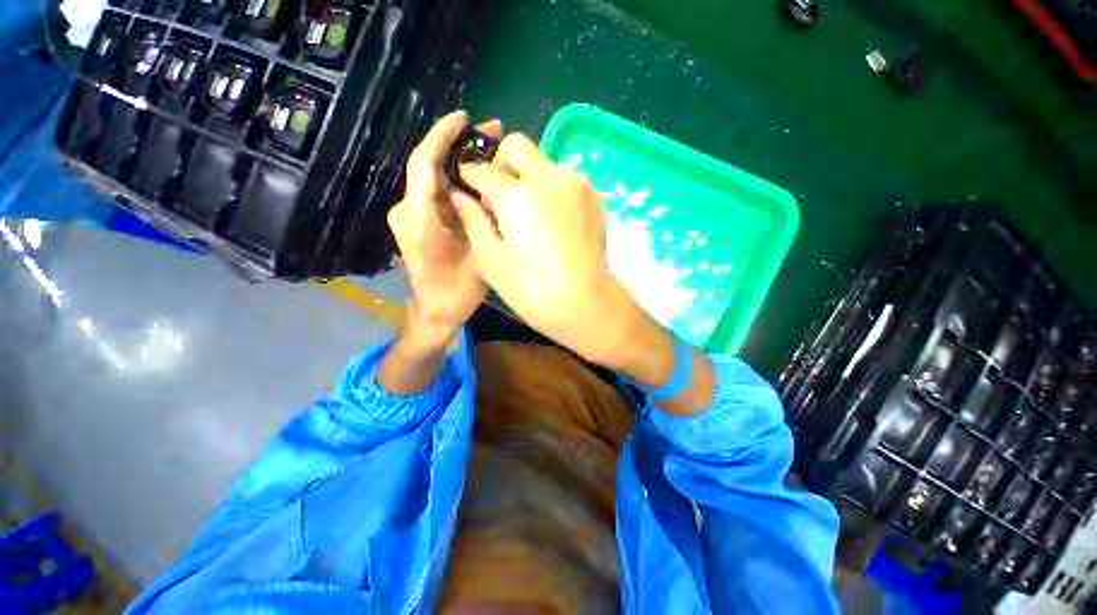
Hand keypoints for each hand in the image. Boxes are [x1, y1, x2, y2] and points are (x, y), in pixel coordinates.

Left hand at [388, 110, 501, 340]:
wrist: (435, 312)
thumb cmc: (457, 290)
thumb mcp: (478, 254)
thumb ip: (480, 219)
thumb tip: (490, 187)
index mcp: (420, 218)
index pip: (424, 163)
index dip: (442, 135)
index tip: (464, 117)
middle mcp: (407, 211)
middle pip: (429, 167)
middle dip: (458, 147)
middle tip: (491, 135)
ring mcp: (408, 216)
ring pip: (433, 180)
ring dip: (459, 165)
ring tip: (489, 154)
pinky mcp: (416, 222)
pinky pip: (435, 195)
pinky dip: (455, 183)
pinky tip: (478, 181)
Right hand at [451, 133, 643, 366]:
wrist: (586, 303)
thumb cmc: (532, 289)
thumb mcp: (491, 260)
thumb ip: (473, 220)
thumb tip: (461, 196)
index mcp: (517, 195)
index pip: (484, 169)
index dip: (470, 174)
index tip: (467, 183)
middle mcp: (548, 178)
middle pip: (517, 147)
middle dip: (500, 163)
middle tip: (498, 195)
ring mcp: (576, 185)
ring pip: (543, 163)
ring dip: (528, 178)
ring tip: (528, 214)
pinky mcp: (593, 197)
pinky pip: (565, 180)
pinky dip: (551, 190)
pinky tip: (551, 220)